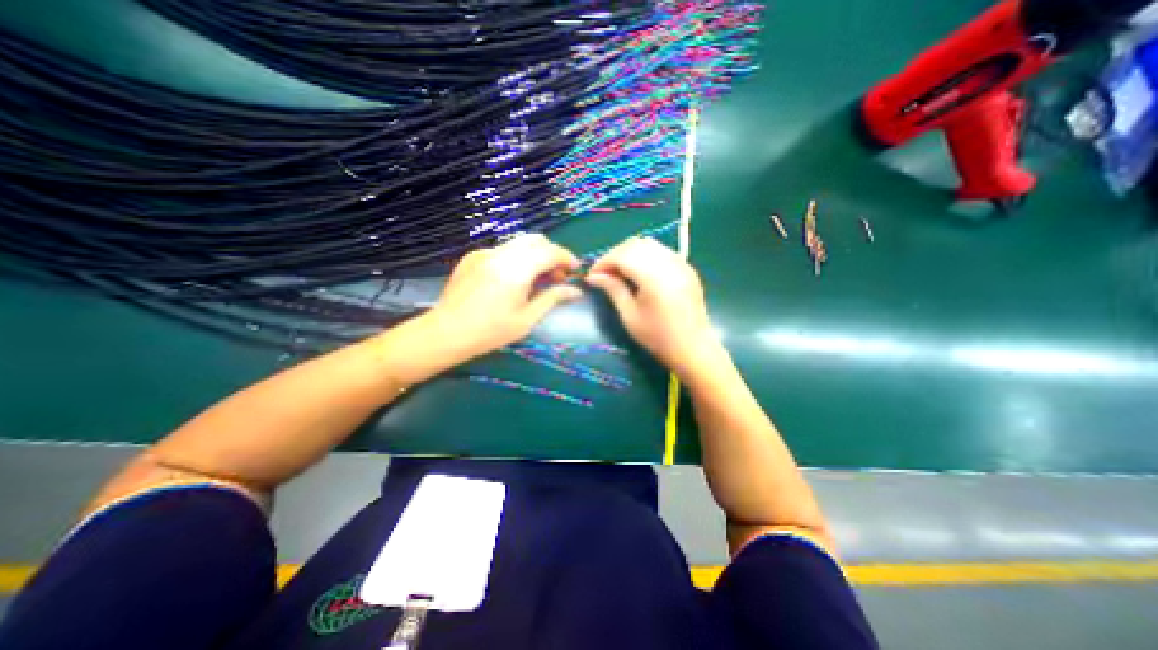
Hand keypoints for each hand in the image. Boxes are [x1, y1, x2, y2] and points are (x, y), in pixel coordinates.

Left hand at [425, 235, 577, 361]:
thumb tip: (575, 290)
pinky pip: (502, 250)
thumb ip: (552, 298)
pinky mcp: (472, 257)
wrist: (445, 333)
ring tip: (536, 279)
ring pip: (518, 243)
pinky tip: (512, 280)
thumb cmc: (490, 332)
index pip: (550, 251)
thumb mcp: (526, 319)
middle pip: (535, 240)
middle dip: (551, 253)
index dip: (567, 258)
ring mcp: (484, 253)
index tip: (575, 270)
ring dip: (534, 255)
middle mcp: (501, 254)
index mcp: (516, 270)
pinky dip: (516, 259)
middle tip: (556, 276)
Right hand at [588, 237, 721, 379]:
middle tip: (604, 274)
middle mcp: (669, 263)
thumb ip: (613, 289)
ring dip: (630, 253)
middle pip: (635, 244)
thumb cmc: (658, 337)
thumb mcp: (630, 316)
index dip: (603, 262)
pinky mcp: (687, 268)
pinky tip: (639, 272)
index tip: (592, 276)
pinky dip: (645, 256)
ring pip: (649, 244)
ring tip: (620, 272)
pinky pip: (661, 251)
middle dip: (615, 255)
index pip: (622, 255)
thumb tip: (594, 276)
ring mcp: (681, 263)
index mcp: (654, 276)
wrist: (693, 348)